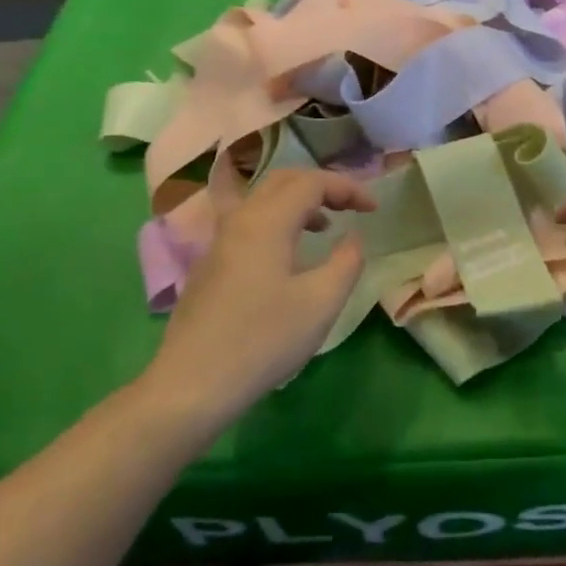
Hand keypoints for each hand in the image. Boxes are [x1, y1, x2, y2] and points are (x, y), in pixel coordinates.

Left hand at [143, 169, 373, 434]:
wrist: (192, 384)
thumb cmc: (263, 340)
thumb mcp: (321, 303)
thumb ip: (346, 261)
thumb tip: (353, 237)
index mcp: (267, 221)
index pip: (312, 182)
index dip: (347, 188)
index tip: (373, 210)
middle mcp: (239, 220)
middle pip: (283, 180)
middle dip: (322, 186)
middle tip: (350, 207)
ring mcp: (219, 241)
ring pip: (262, 199)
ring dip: (298, 202)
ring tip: (325, 226)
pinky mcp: (209, 264)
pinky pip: (248, 221)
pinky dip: (277, 220)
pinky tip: (288, 256)